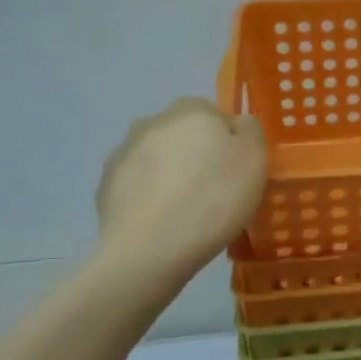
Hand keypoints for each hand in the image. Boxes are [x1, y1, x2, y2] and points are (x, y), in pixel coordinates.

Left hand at [94, 98, 267, 279]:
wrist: (149, 250)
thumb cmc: (213, 199)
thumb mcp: (254, 159)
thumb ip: (250, 130)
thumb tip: (235, 125)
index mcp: (191, 110)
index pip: (215, 116)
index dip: (228, 143)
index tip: (235, 173)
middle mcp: (153, 121)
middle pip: (184, 135)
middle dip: (197, 156)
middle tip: (213, 193)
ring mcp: (124, 152)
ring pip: (158, 158)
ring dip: (170, 175)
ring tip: (185, 213)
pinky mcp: (105, 184)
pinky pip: (137, 184)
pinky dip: (149, 197)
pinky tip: (160, 222)